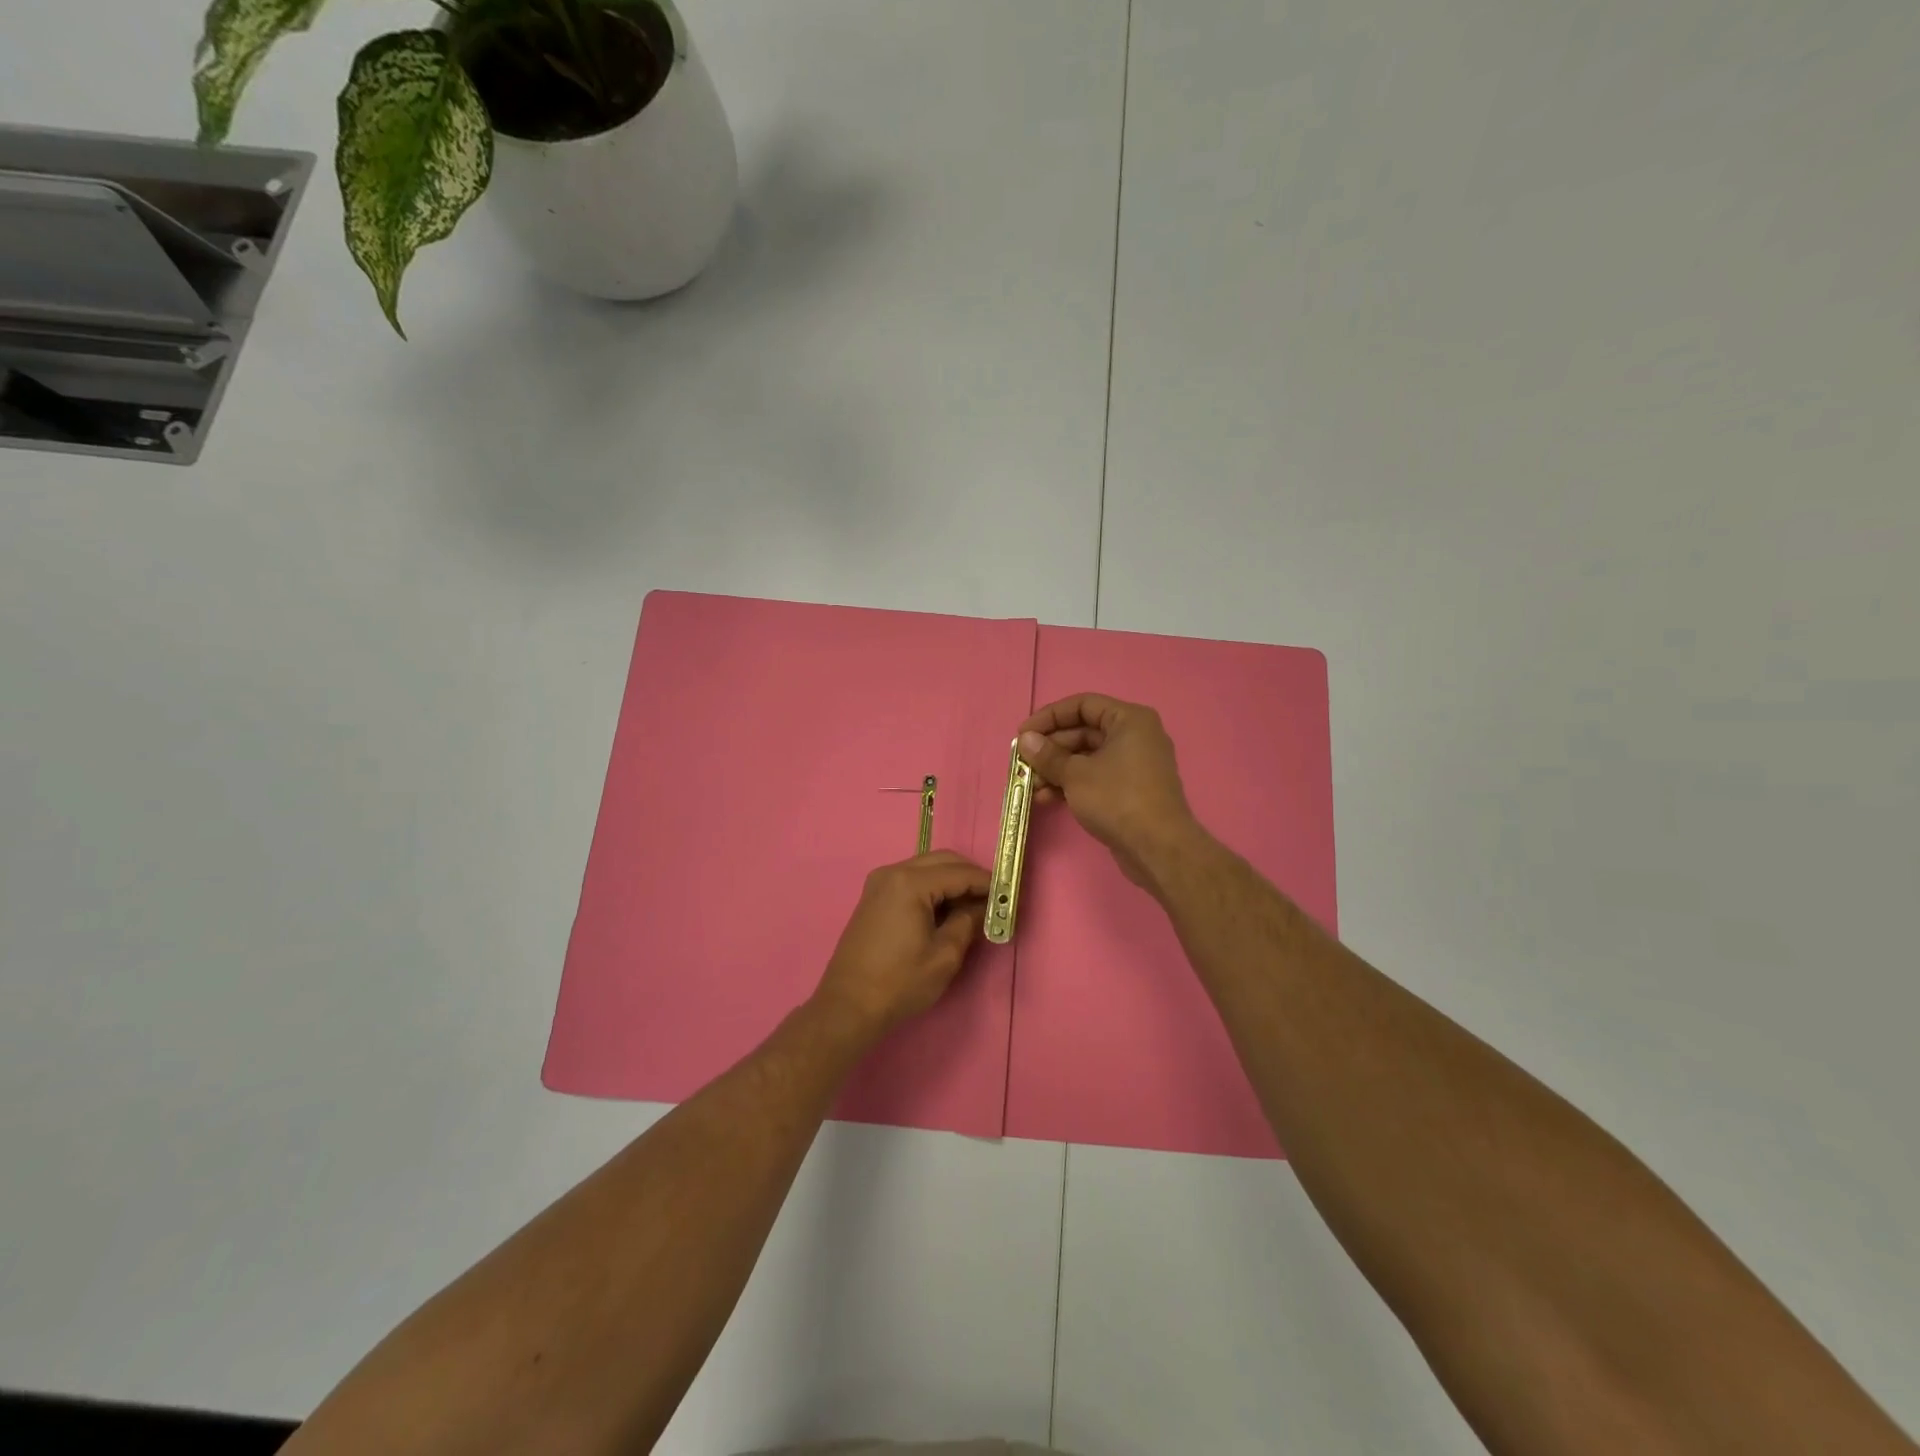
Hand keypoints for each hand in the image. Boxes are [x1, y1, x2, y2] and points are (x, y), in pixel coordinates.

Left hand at [811, 851, 989, 1035]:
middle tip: (994, 899)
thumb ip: (968, 923)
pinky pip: (912, 879)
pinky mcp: (874, 896)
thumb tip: (984, 907)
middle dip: (970, 876)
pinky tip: (947, 909)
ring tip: (973, 906)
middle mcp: (893, 872)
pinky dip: (933, 887)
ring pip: (927, 867)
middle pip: (943, 861)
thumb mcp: (944, 956)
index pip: (960, 872)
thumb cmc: (899, 983)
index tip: (1010, 895)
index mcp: (910, 883)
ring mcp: (879, 882)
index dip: (988, 883)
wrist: (847, 1006)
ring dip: (952, 880)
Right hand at [1017, 694, 1202, 888]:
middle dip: (1050, 749)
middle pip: (1083, 732)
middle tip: (1022, 764)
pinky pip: (1095, 777)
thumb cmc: (1117, 799)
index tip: (1023, 734)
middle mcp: (1135, 736)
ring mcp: (1134, 765)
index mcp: (1129, 720)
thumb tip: (1025, 740)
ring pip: (1086, 758)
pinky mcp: (1129, 790)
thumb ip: (1048, 755)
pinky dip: (1071, 784)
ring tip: (1030, 786)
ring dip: (1056, 770)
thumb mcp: (1076, 774)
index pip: (1082, 705)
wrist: (1158, 848)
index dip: (1049, 716)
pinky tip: (1046, 798)